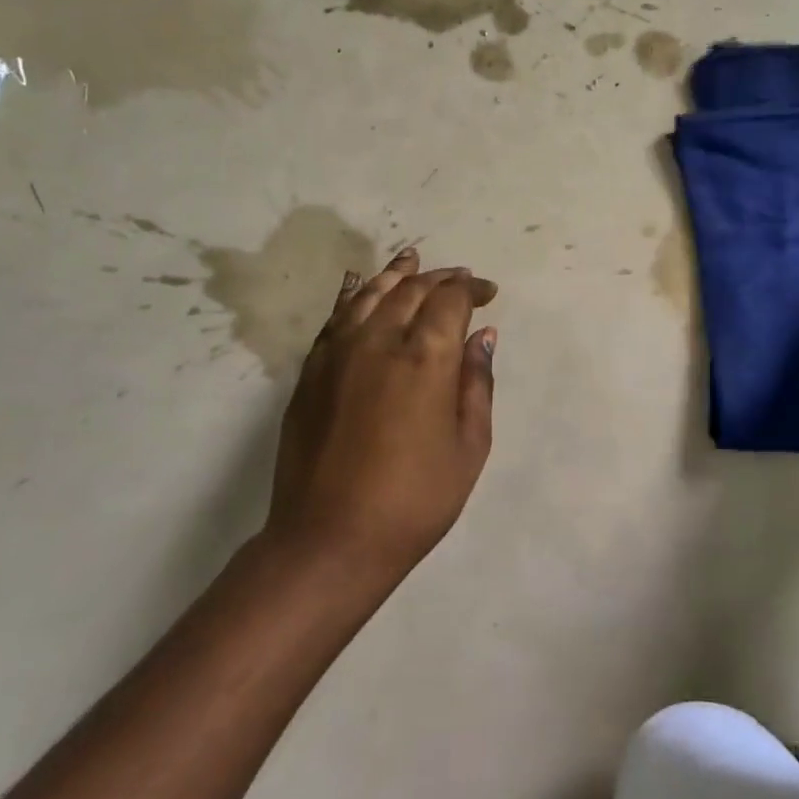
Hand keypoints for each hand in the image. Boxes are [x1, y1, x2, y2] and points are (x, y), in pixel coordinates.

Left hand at [267, 247, 498, 583]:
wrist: (330, 540)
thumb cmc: (415, 500)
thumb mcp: (469, 446)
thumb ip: (477, 382)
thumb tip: (483, 335)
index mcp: (426, 357)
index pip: (451, 299)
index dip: (472, 288)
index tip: (487, 293)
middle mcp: (380, 340)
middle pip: (411, 289)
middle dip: (440, 278)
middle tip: (459, 278)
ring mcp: (338, 353)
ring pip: (369, 293)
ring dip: (395, 273)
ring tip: (411, 258)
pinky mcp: (311, 371)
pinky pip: (335, 318)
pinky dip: (351, 294)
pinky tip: (357, 284)